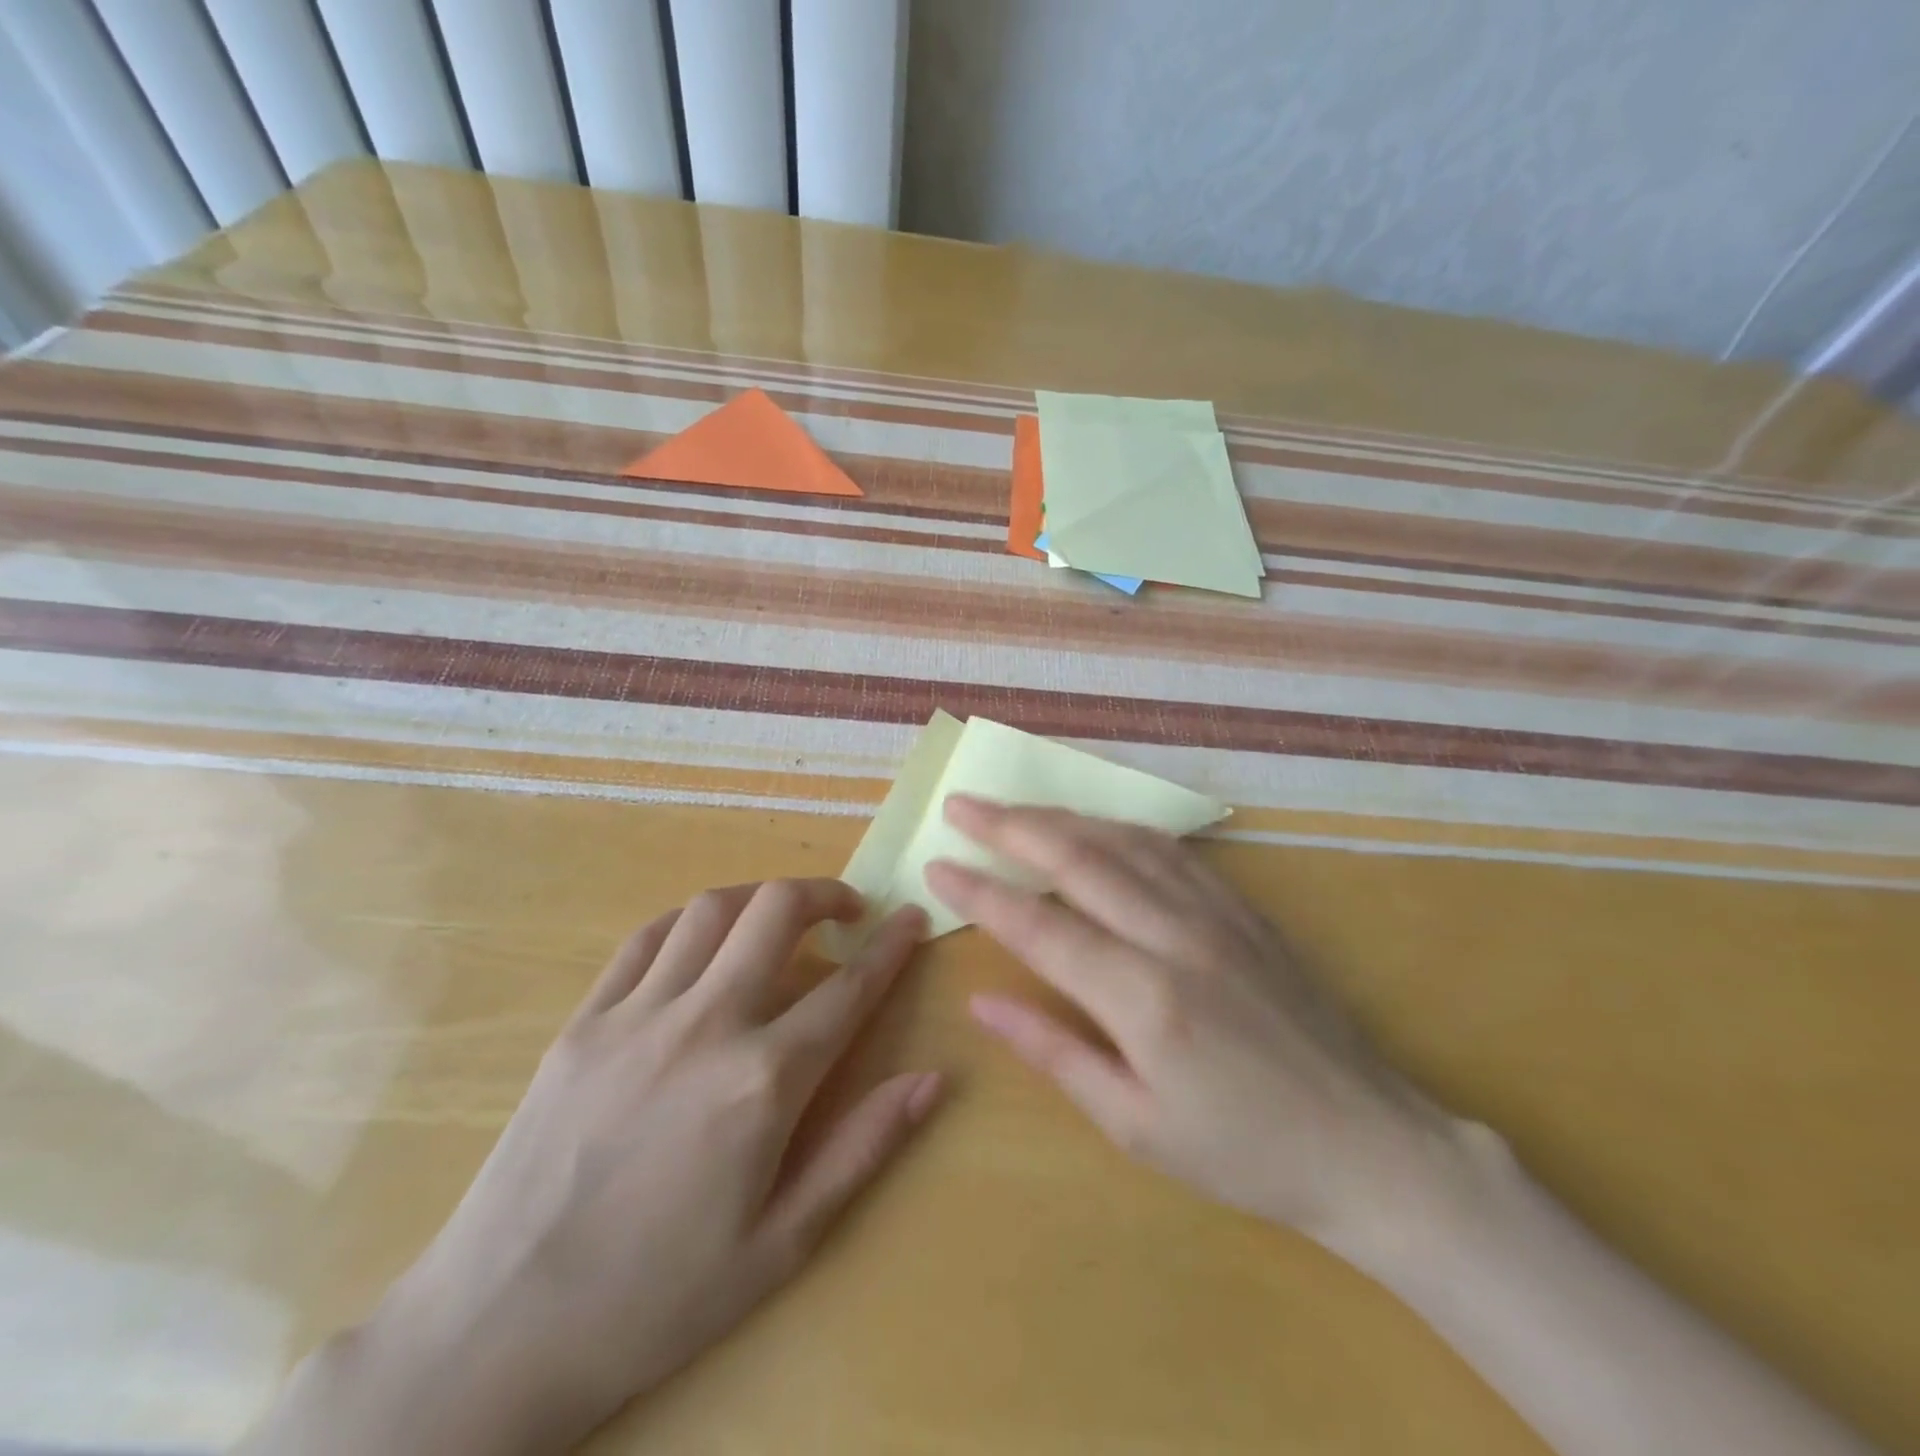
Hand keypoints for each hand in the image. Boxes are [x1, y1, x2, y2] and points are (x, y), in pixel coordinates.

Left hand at [249, 882, 939, 1455]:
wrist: (498, 1329)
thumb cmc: (658, 1297)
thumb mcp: (783, 1242)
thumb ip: (863, 1148)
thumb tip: (933, 1079)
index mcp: (763, 1082)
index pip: (848, 989)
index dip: (891, 946)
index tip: (912, 919)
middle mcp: (705, 1025)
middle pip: (777, 912)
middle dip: (825, 893)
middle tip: (847, 909)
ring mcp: (636, 1015)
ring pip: (712, 910)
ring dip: (760, 898)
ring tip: (780, 917)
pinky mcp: (583, 1021)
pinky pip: (645, 939)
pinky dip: (689, 922)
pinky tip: (703, 940)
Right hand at [929, 802, 1878, 1455]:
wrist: (1371, 1144)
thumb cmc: (1244, 1152)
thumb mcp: (1136, 1127)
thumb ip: (1055, 1052)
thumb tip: (983, 1001)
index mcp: (1143, 997)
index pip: (1039, 925)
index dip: (981, 892)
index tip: (936, 865)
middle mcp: (1175, 934)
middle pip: (1077, 858)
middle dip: (1010, 827)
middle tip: (961, 803)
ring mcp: (1215, 912)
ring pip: (1122, 840)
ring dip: (1060, 816)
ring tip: (1013, 807)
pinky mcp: (1244, 908)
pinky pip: (1170, 849)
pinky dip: (1120, 826)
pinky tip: (1096, 824)